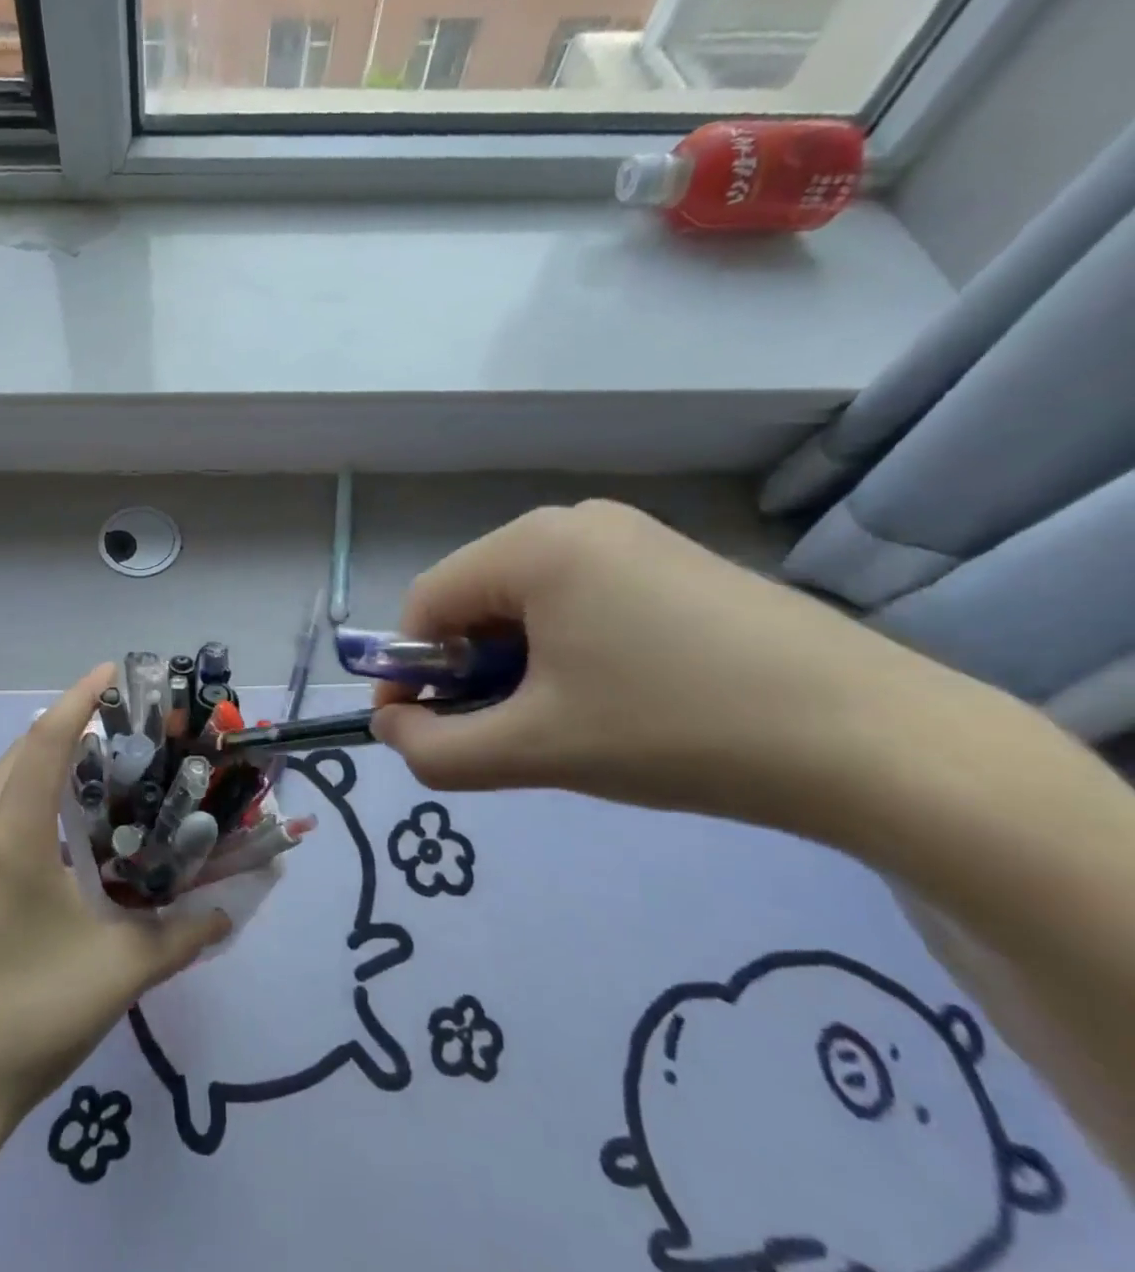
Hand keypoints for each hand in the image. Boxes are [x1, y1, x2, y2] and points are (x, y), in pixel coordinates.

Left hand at [0, 664, 227, 1128]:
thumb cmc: (27, 1018)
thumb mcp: (117, 975)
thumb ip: (180, 937)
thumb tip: (225, 916)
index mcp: (10, 839)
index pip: (46, 744)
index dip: (78, 700)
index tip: (109, 671)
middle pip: (14, 756)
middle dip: (61, 730)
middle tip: (111, 730)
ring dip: (32, 766)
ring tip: (81, 775)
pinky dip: (12, 802)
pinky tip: (42, 837)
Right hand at [370, 500, 997, 829]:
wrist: (880, 744)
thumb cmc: (676, 733)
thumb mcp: (534, 750)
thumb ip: (435, 749)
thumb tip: (389, 726)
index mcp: (534, 545)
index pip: (427, 602)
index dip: (407, 669)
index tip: (416, 729)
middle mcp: (576, 520)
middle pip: (477, 597)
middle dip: (466, 669)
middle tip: (496, 733)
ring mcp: (635, 536)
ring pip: (529, 601)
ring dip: (515, 662)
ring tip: (557, 721)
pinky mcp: (677, 562)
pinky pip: (583, 598)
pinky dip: (565, 648)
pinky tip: (611, 696)